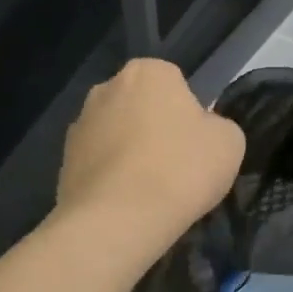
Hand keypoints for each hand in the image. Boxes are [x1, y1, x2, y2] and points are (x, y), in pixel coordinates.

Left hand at [55, 59, 245, 259]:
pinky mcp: (63, 161)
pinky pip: (98, 164)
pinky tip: (125, 203)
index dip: (189, 114)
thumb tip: (201, 130)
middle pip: (141, 106)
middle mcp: (107, 88)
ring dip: (129, 153)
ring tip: (148, 191)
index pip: (175, 83)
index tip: (196, 144)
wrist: (119, 219)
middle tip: (175, 166)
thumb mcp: (230, 142)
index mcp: (149, 72)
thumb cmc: (182, 169)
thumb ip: (217, 125)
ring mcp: (79, 124)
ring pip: (116, 134)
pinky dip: (111, 177)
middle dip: (154, 128)